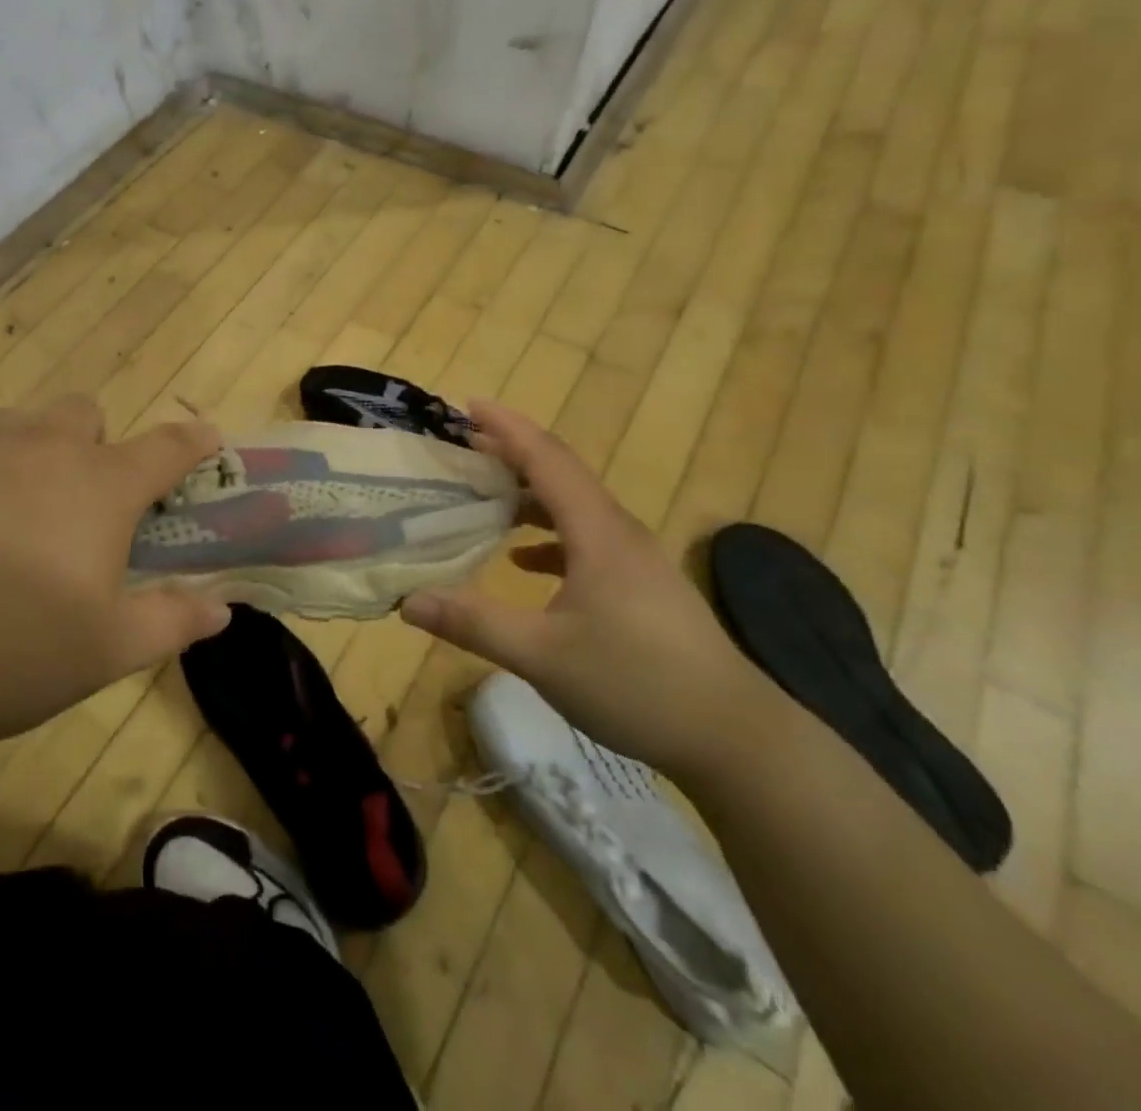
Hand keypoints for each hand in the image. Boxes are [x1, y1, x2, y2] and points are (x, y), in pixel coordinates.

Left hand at [0, 396, 230, 745]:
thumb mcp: (105, 651)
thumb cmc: (8, 649)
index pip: (166, 448)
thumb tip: (223, 610)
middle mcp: (43, 448)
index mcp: (101, 487)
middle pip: (85, 413)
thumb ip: (172, 622)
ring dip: (33, 449)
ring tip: (13, 510)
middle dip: (94, 443)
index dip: (193, 441)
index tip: (207, 438)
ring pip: (20, 421)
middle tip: (80, 503)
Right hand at [398, 400, 773, 781]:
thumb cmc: (636, 683)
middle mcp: (617, 531)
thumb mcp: (542, 656)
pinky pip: (586, 539)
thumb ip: (472, 623)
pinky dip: (549, 535)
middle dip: (511, 453)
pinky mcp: (641, 585)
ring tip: (484, 493)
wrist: (733, 735)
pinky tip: (524, 561)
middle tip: (462, 446)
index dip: (506, 428)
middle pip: (560, 473)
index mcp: (596, 532)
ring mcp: (634, 558)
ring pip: (573, 506)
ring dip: (528, 493)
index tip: (467, 404)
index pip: (545, 459)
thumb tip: (407, 601)